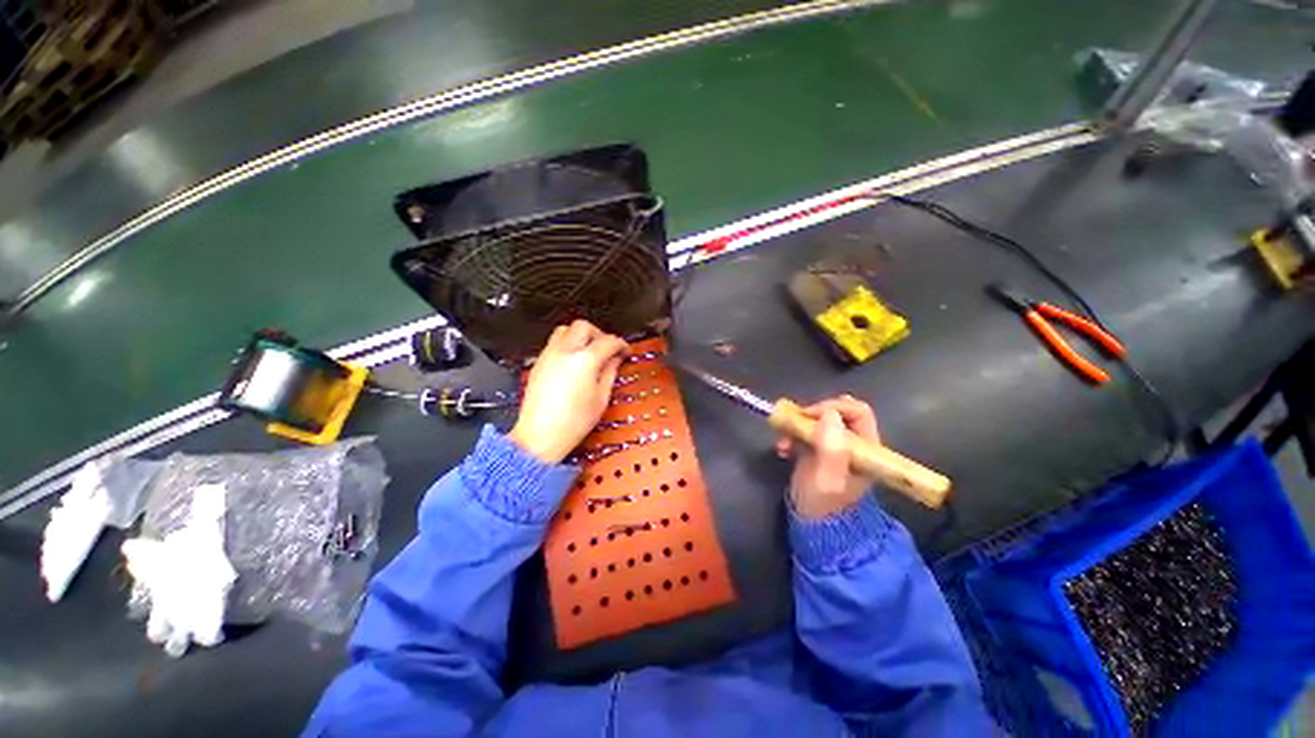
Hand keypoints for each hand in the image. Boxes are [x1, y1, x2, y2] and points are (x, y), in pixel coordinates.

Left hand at [511, 320, 626, 462]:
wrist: (539, 436)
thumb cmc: (574, 422)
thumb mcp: (601, 399)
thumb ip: (609, 373)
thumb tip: (614, 359)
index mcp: (585, 360)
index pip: (607, 341)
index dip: (620, 344)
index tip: (625, 351)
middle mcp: (565, 351)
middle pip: (583, 326)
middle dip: (599, 334)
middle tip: (606, 348)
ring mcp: (548, 355)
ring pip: (565, 329)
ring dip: (579, 335)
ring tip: (588, 351)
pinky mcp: (538, 363)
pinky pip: (554, 343)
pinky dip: (566, 344)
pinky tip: (572, 361)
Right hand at [775, 395, 880, 519]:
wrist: (813, 526)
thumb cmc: (824, 505)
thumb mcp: (828, 479)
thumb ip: (832, 448)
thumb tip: (829, 414)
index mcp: (866, 449)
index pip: (857, 412)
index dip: (833, 408)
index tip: (809, 415)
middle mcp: (853, 443)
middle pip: (836, 413)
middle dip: (811, 416)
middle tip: (793, 424)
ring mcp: (834, 446)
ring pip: (818, 421)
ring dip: (797, 426)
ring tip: (783, 442)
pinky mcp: (817, 450)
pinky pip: (805, 432)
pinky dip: (791, 435)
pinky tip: (782, 449)